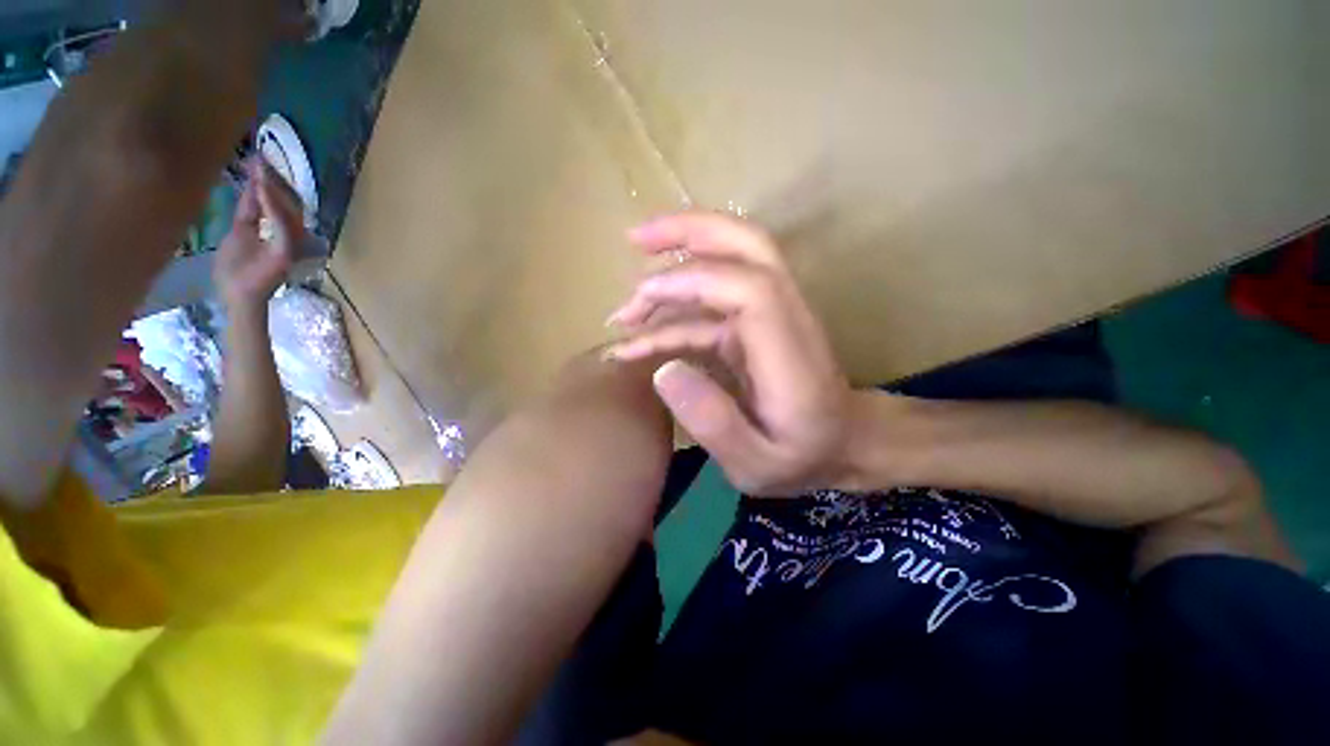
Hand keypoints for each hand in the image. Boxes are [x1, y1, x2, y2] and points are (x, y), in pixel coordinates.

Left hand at [214, 160, 300, 308]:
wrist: (237, 297)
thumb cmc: (236, 272)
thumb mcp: (238, 234)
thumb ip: (248, 214)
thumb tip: (254, 190)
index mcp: (276, 232)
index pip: (273, 203)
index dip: (265, 182)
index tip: (257, 160)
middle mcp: (289, 236)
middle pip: (285, 203)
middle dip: (273, 181)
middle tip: (261, 159)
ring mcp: (289, 244)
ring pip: (286, 211)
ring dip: (273, 190)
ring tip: (261, 170)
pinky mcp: (285, 252)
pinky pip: (281, 226)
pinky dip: (273, 208)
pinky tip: (263, 190)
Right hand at [605, 212, 853, 495]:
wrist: (844, 443)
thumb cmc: (802, 458)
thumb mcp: (755, 465)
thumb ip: (713, 423)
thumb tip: (662, 371)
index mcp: (790, 352)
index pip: (751, 287)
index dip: (693, 280)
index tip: (642, 298)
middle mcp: (786, 317)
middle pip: (747, 246)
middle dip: (689, 231)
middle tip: (634, 238)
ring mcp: (770, 315)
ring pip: (729, 261)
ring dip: (676, 263)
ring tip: (627, 300)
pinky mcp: (755, 324)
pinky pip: (712, 303)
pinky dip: (675, 310)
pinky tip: (640, 336)